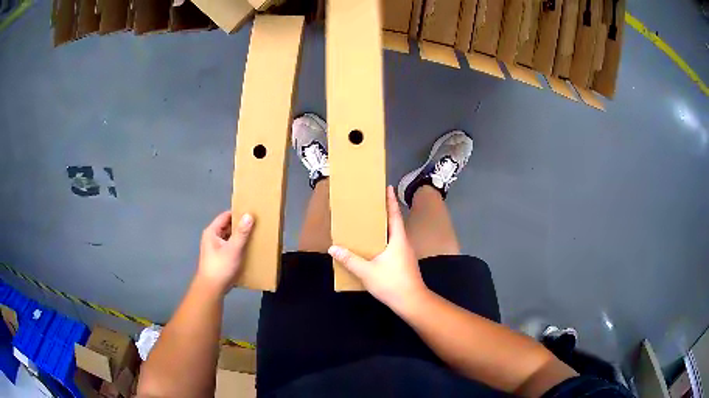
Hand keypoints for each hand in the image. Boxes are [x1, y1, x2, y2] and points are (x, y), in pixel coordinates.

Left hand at [196, 211, 253, 294]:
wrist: (211, 289)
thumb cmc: (221, 267)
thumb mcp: (233, 249)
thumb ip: (241, 233)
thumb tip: (249, 215)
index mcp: (212, 232)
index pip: (225, 216)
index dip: (238, 213)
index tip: (252, 212)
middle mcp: (212, 238)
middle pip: (228, 227)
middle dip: (241, 226)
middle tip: (256, 224)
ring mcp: (215, 248)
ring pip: (230, 238)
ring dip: (241, 237)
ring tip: (255, 236)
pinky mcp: (220, 258)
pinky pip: (231, 247)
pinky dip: (239, 247)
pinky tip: (249, 250)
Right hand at [328, 186, 428, 312]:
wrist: (412, 302)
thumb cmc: (392, 283)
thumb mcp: (367, 272)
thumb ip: (350, 260)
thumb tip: (333, 248)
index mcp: (398, 240)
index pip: (394, 215)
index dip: (391, 201)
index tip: (388, 187)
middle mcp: (404, 244)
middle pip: (394, 223)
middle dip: (385, 212)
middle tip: (372, 204)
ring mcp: (405, 254)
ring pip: (394, 236)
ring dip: (384, 228)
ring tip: (370, 223)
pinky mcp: (404, 263)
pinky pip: (393, 246)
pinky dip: (384, 241)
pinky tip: (374, 247)